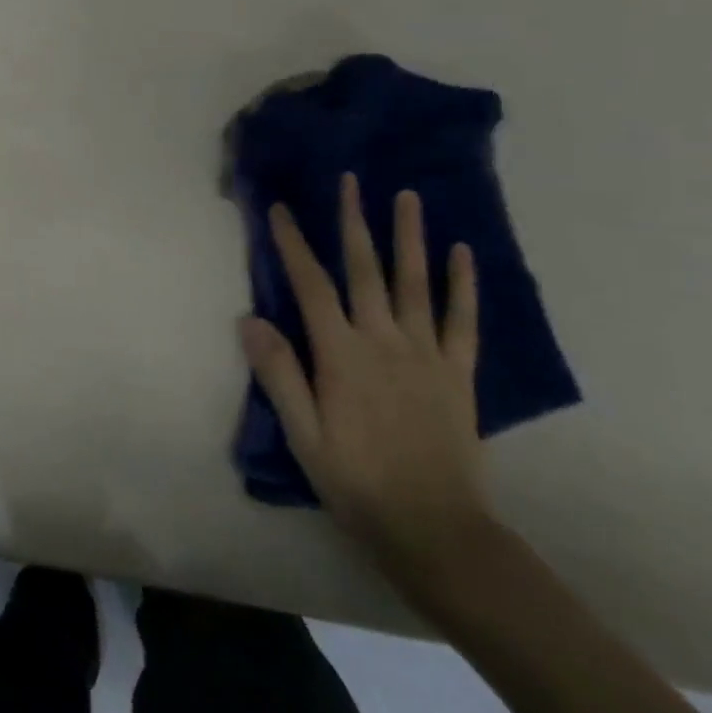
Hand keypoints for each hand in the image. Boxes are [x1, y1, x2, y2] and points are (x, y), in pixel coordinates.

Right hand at [239, 173, 488, 585]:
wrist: (436, 532)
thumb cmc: (358, 484)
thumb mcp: (304, 437)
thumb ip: (279, 375)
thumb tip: (249, 319)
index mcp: (341, 356)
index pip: (311, 286)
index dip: (293, 244)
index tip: (279, 209)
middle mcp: (383, 342)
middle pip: (365, 270)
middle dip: (353, 221)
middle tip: (349, 180)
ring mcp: (426, 354)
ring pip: (414, 283)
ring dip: (409, 236)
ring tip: (406, 196)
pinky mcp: (458, 372)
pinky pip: (462, 320)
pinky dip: (462, 284)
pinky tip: (462, 253)